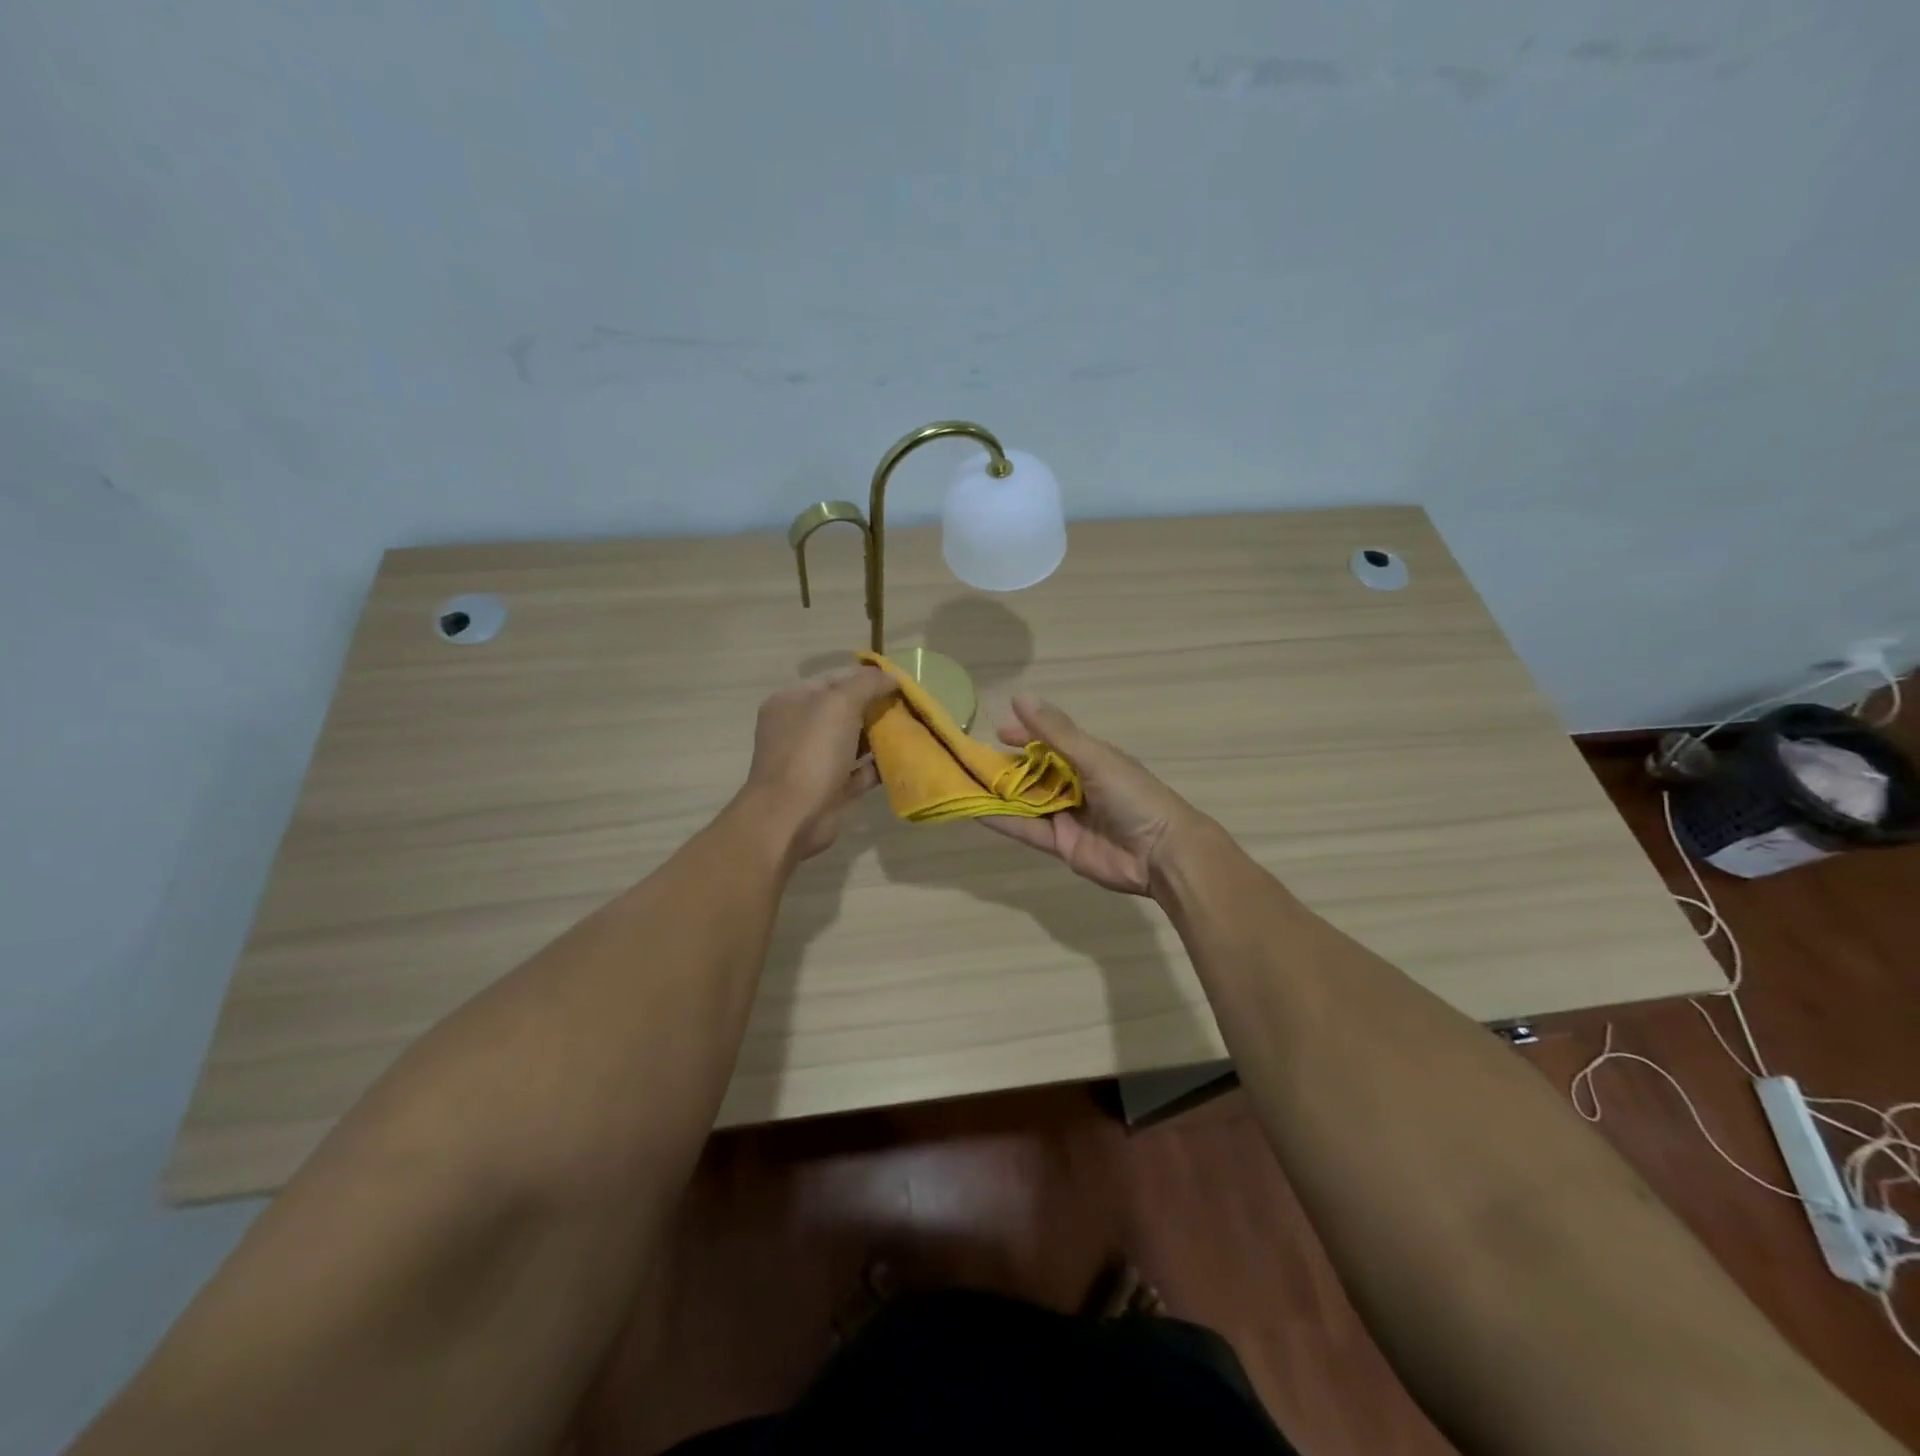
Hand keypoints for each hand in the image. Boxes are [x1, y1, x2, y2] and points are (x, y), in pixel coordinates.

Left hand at [740, 665, 895, 859]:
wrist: (790, 817)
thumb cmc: (811, 752)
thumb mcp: (839, 704)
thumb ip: (866, 684)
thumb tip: (891, 677)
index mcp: (792, 701)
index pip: (834, 678)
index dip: (866, 677)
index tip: (900, 682)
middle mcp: (800, 728)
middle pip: (845, 709)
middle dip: (877, 706)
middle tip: (911, 707)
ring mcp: (813, 760)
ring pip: (853, 741)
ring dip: (881, 736)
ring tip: (913, 730)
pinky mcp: (830, 789)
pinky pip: (859, 771)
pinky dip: (879, 765)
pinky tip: (906, 759)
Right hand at [979, 695, 1210, 895]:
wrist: (1161, 852)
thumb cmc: (1133, 795)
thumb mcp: (1094, 757)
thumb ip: (1055, 732)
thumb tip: (1019, 696)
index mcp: (1089, 759)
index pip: (1050, 742)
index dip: (1025, 735)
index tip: (997, 731)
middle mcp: (1076, 785)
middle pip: (1034, 772)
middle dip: (1006, 766)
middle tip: (970, 760)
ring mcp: (1067, 816)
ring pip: (1026, 800)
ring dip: (999, 792)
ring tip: (964, 782)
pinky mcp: (1060, 844)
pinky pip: (1027, 829)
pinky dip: (1003, 820)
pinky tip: (976, 810)